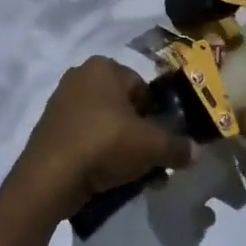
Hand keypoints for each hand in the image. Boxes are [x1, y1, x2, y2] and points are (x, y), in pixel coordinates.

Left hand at [10, 57, 198, 219]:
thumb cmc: (104, 144)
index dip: (156, 117)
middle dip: (139, 134)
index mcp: (103, 67)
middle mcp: (80, 76)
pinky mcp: (49, 129)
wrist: (49, 178)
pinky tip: (105, 178)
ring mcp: (60, 102)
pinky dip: (97, 155)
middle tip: (148, 162)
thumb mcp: (151, 146)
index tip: (159, 143)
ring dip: (120, 147)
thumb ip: (177, 147)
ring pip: (104, 125)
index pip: (143, 88)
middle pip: (124, 107)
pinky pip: (84, 138)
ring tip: (128, 176)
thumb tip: (196, 152)